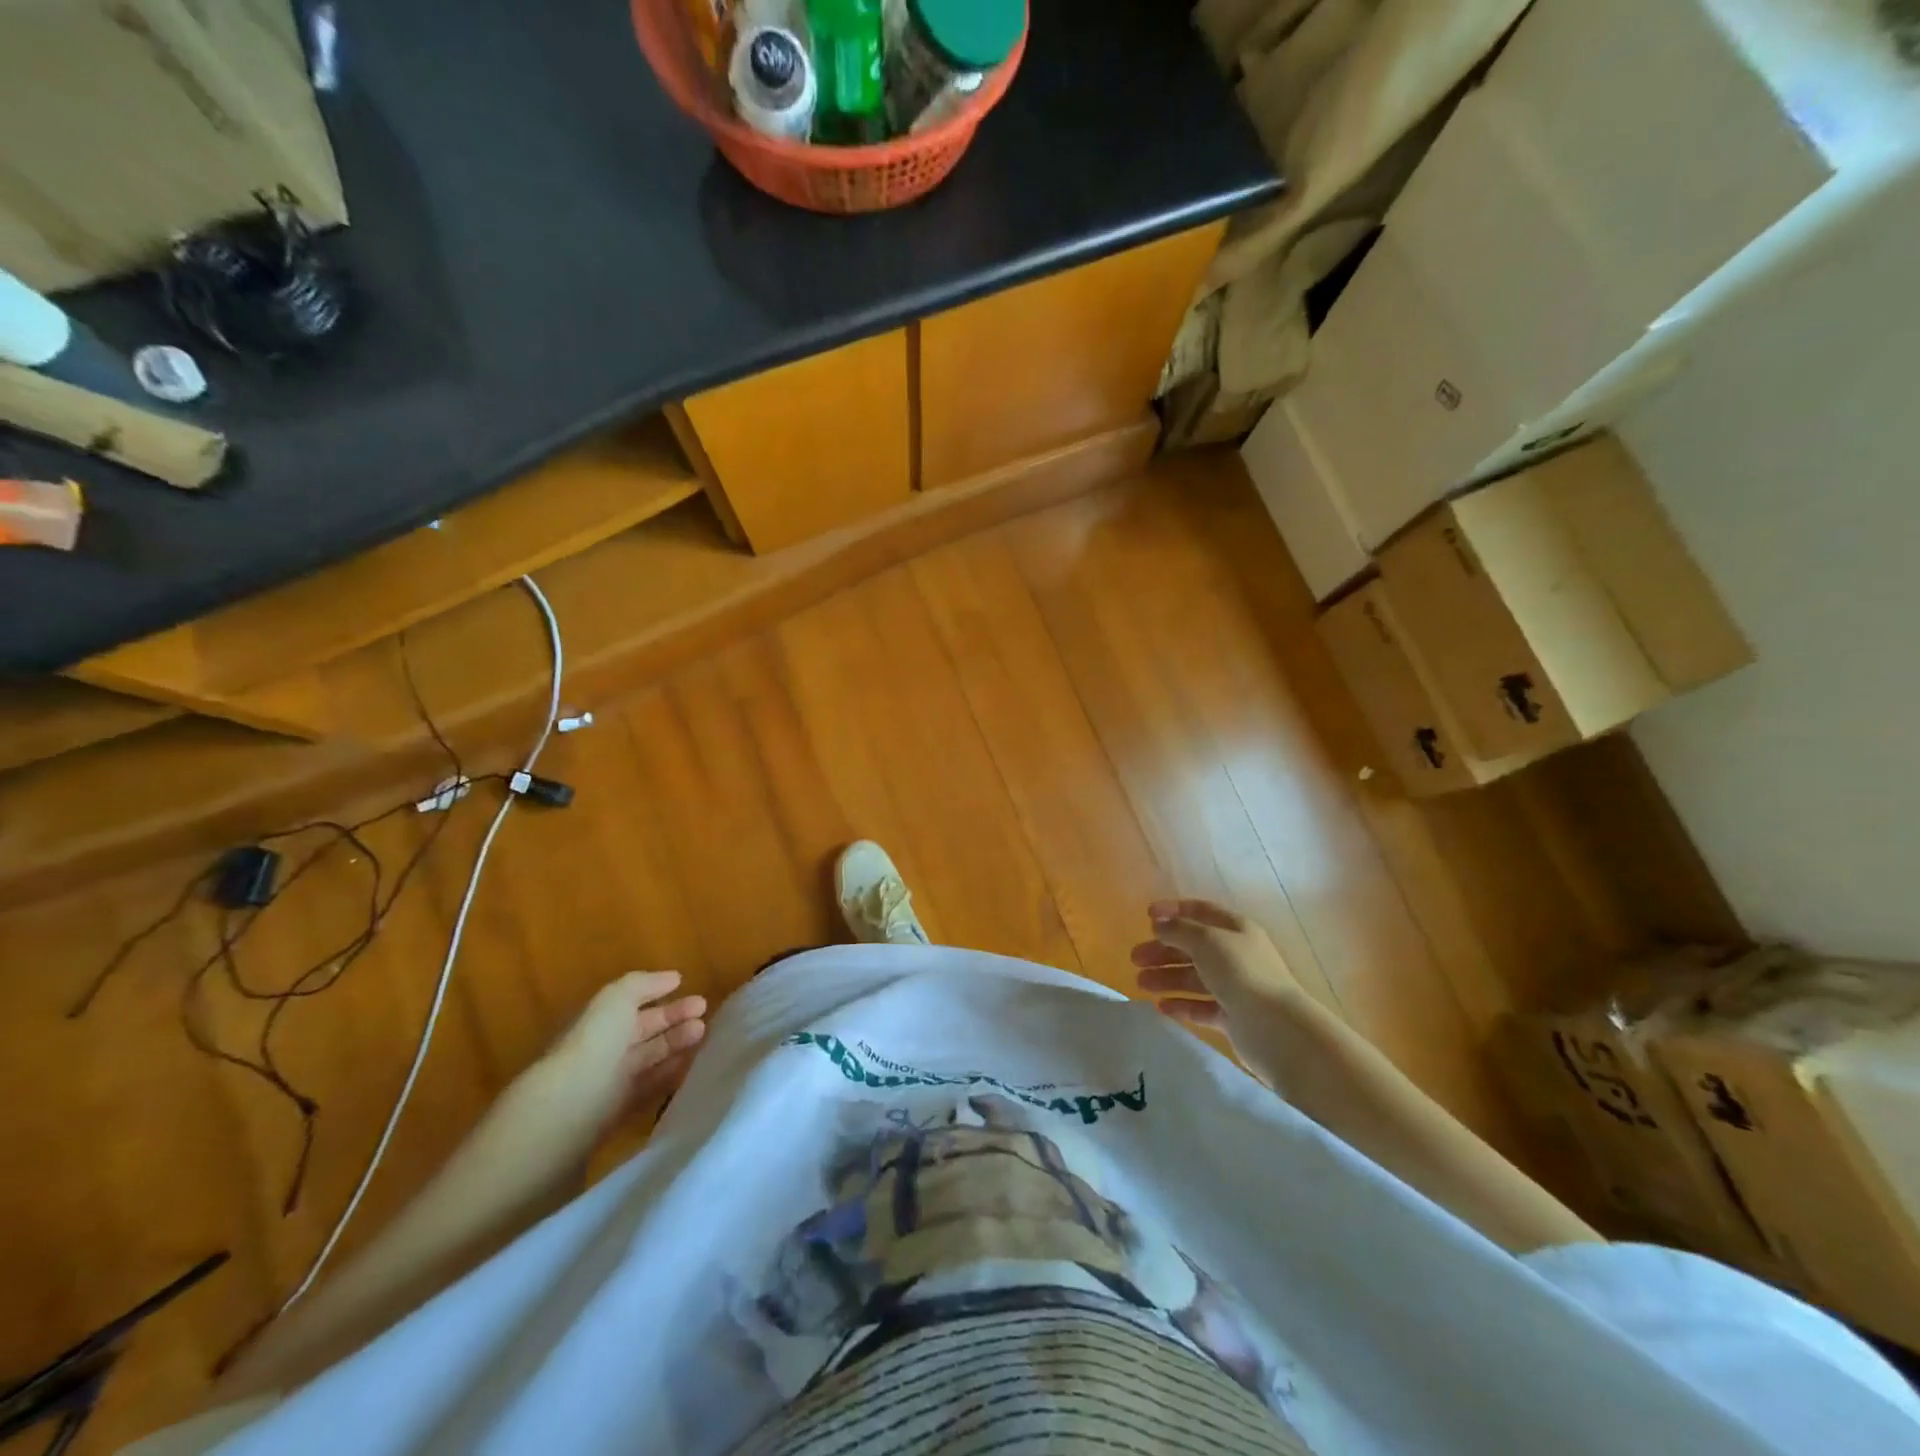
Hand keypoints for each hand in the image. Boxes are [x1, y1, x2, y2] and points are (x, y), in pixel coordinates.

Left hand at [545, 971, 706, 1134]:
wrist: (571, 1106)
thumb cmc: (595, 1042)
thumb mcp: (617, 998)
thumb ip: (644, 984)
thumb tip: (673, 978)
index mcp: (598, 1021)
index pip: (632, 1005)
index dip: (660, 994)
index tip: (691, 988)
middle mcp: (604, 1049)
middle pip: (644, 1030)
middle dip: (674, 1018)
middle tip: (704, 1010)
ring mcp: (611, 1081)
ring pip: (650, 1057)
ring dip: (677, 1043)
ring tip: (703, 1033)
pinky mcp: (620, 1110)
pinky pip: (650, 1087)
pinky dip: (670, 1074)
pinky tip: (690, 1064)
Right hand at [1131, 898, 1304, 1046]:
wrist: (1277, 1029)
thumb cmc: (1241, 973)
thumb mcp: (1206, 941)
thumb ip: (1178, 930)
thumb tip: (1158, 925)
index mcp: (1234, 929)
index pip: (1201, 911)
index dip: (1173, 910)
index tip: (1146, 916)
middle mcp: (1235, 955)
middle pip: (1192, 947)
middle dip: (1163, 950)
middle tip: (1135, 958)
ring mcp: (1235, 987)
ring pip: (1194, 977)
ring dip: (1166, 977)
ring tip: (1140, 984)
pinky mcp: (1232, 1016)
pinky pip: (1201, 1006)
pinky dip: (1181, 1005)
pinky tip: (1161, 1007)